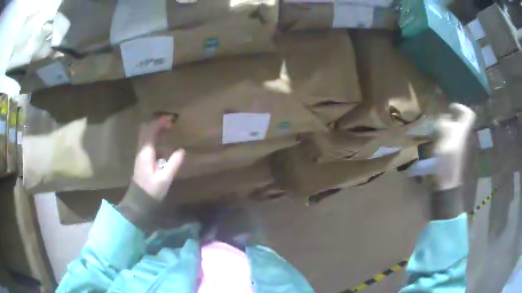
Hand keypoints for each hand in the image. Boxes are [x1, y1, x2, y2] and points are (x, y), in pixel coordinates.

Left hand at [133, 116, 184, 200]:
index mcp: (146, 153)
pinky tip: (164, 144)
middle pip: (145, 129)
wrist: (138, 202)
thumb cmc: (151, 191)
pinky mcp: (141, 159)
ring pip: (145, 134)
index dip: (160, 122)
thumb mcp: (165, 179)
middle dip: (157, 123)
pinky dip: (154, 137)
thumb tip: (181, 150)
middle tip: (170, 124)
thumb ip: (173, 164)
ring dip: (155, 129)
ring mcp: (140, 154)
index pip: (151, 130)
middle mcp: (141, 150)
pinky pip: (146, 142)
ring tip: (169, 130)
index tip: (173, 120)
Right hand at [434, 103, 475, 190]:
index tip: (450, 108)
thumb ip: (446, 126)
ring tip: (440, 132)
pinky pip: (456, 140)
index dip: (460, 108)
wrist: (449, 183)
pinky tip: (442, 144)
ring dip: (450, 128)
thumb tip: (446, 117)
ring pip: (459, 131)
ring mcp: (464, 147)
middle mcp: (467, 137)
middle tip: (442, 121)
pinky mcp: (460, 155)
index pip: (469, 114)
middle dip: (453, 119)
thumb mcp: (446, 140)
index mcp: (465, 132)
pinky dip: (449, 138)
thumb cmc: (448, 162)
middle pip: (463, 122)